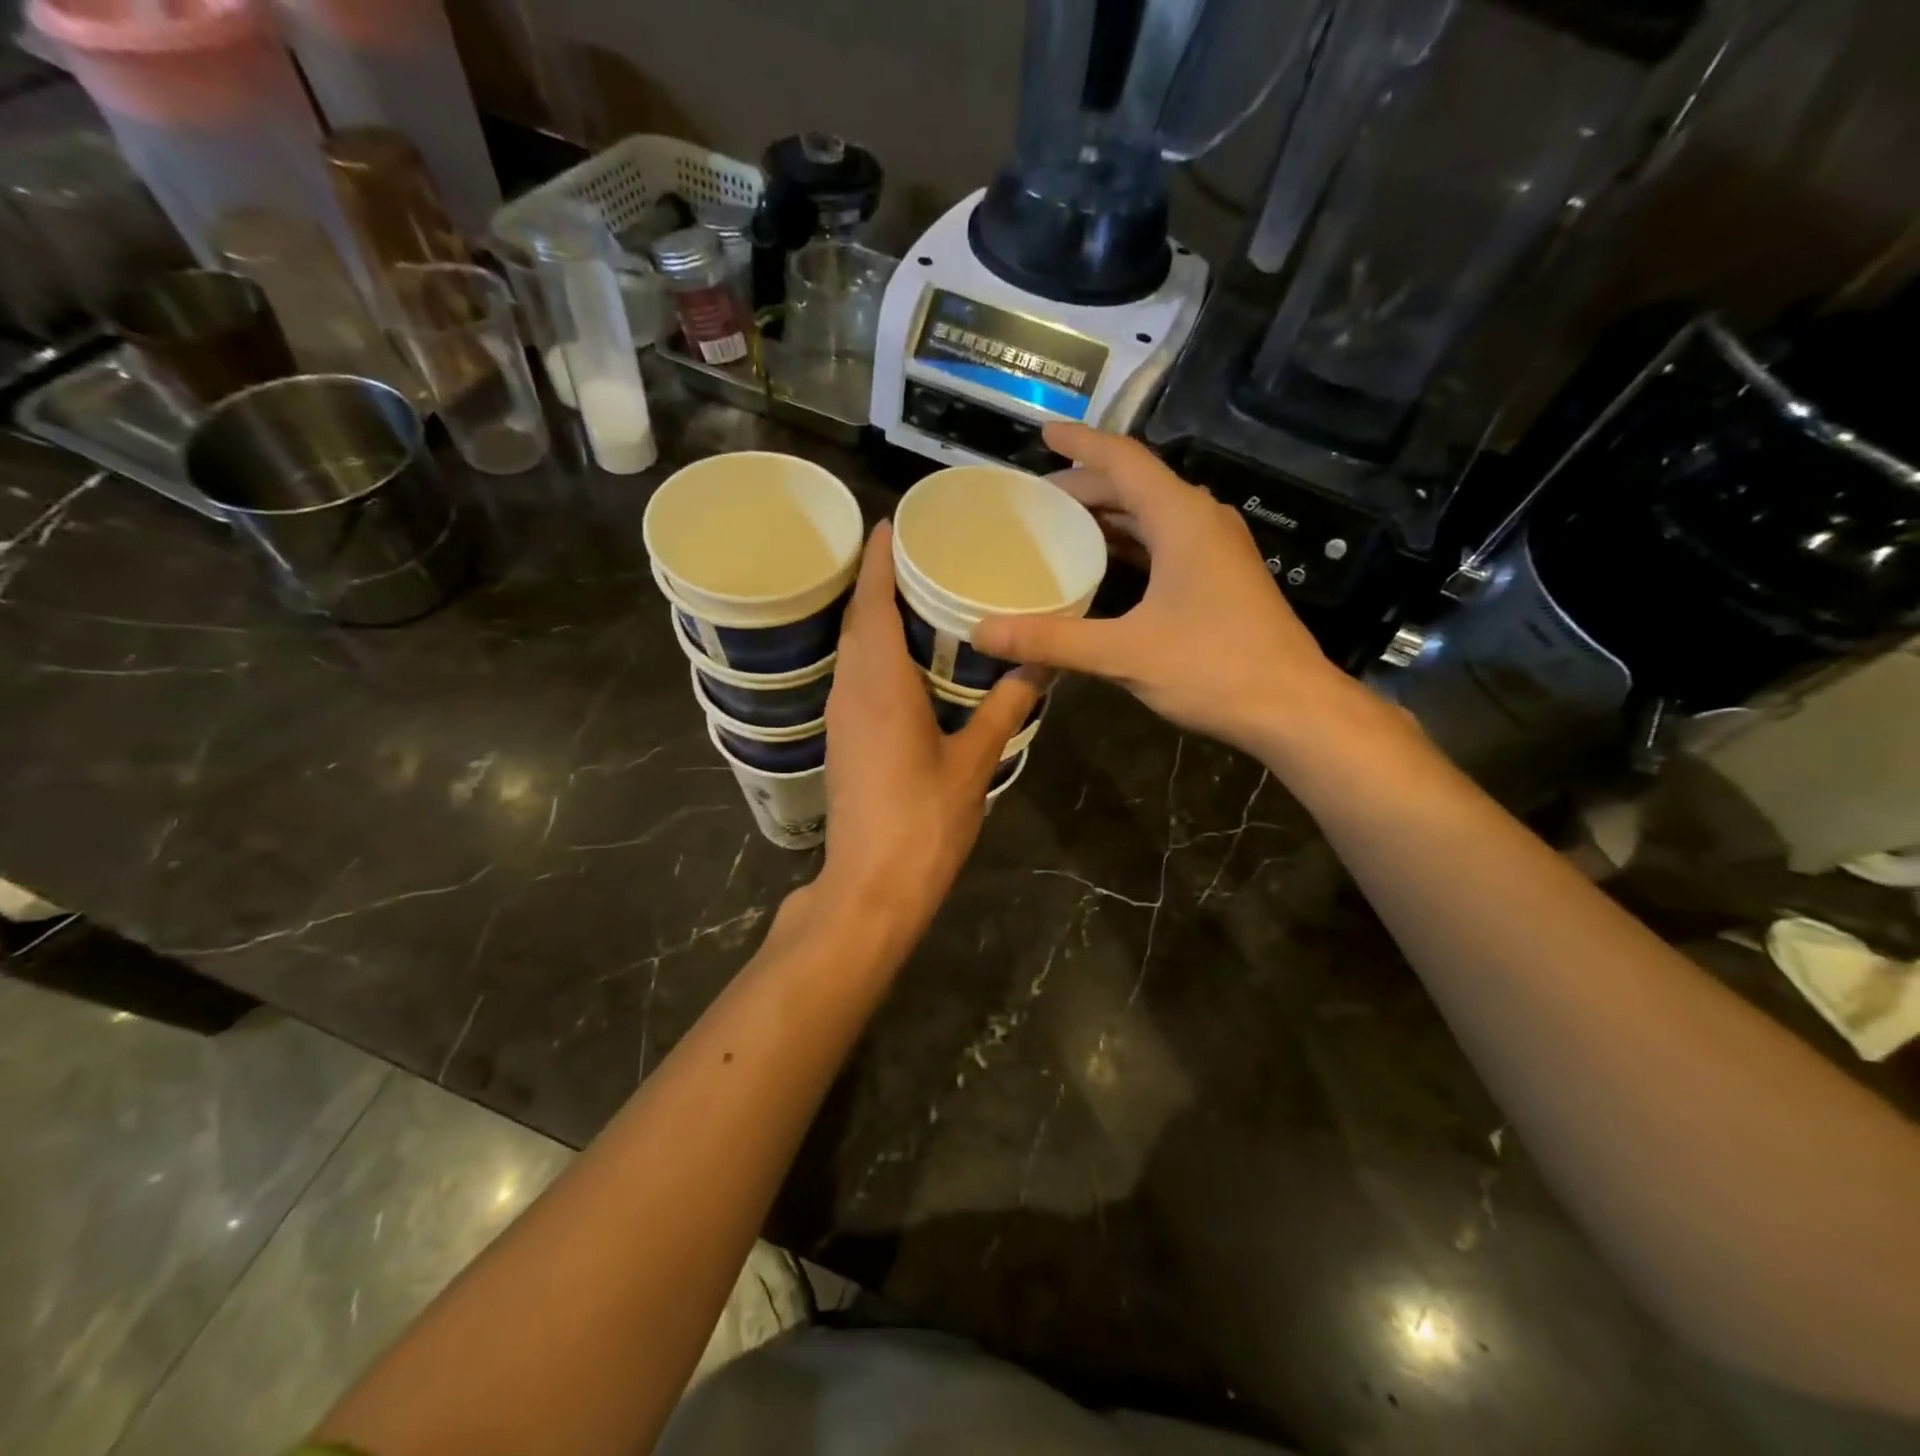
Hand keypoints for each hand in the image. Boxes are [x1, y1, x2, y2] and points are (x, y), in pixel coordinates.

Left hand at [811, 523, 1042, 951]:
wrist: (872, 886)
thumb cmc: (924, 821)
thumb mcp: (974, 762)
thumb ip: (1005, 708)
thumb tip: (1037, 663)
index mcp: (880, 683)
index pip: (873, 602)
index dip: (878, 559)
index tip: (889, 522)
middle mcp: (850, 689)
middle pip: (857, 619)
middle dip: (877, 581)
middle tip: (915, 552)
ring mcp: (840, 716)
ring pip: (851, 649)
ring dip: (873, 616)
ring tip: (913, 594)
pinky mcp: (841, 740)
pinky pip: (853, 676)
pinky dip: (873, 651)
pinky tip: (903, 658)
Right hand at [973, 424, 1381, 762]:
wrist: (1293, 708)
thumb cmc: (1213, 668)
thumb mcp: (1124, 653)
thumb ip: (1052, 640)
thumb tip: (982, 634)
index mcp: (1181, 518)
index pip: (1123, 460)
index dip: (1080, 443)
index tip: (1042, 433)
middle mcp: (1201, 520)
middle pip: (1135, 486)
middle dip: (1085, 487)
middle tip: (1035, 501)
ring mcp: (1216, 550)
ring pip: (1152, 516)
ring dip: (1107, 517)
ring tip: (1059, 529)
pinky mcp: (1221, 578)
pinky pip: (1165, 544)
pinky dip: (1129, 546)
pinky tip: (1103, 569)